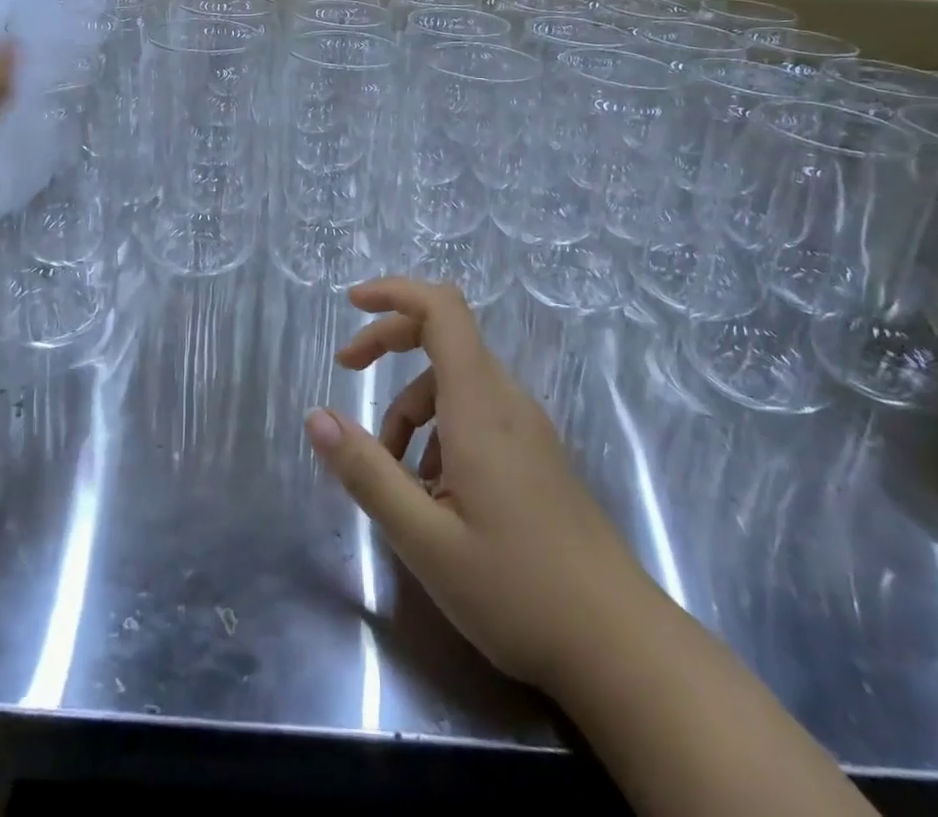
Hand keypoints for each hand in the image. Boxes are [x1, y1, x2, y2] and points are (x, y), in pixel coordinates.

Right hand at [305, 278, 640, 693]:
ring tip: (392, 476)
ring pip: (455, 384)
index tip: (352, 303)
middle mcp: (506, 401)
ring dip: (411, 409)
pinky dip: (439, 431)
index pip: (441, 310)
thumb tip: (316, 417)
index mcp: (480, 405)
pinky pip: (476, 414)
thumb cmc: (518, 590)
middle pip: (443, 337)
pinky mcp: (536, 454)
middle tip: (346, 373)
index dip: (395, 291)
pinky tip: (434, 494)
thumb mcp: (425, 539)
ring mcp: (527, 427)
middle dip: (388, 344)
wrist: (621, 646)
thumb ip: (368, 473)